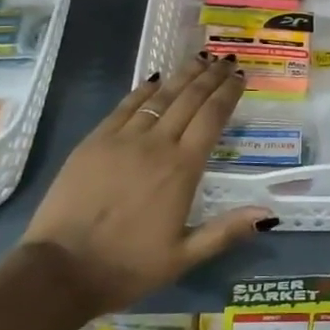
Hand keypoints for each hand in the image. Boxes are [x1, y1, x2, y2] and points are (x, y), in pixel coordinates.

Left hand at [22, 55, 274, 316]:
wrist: (61, 270)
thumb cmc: (127, 267)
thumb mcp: (183, 257)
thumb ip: (226, 231)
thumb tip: (268, 213)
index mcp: (182, 169)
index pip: (212, 118)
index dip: (228, 93)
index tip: (240, 76)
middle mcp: (156, 145)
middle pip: (189, 99)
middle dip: (210, 77)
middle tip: (225, 60)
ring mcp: (122, 139)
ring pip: (160, 97)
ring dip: (182, 76)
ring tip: (199, 60)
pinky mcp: (95, 141)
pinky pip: (126, 106)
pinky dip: (145, 90)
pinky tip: (156, 80)